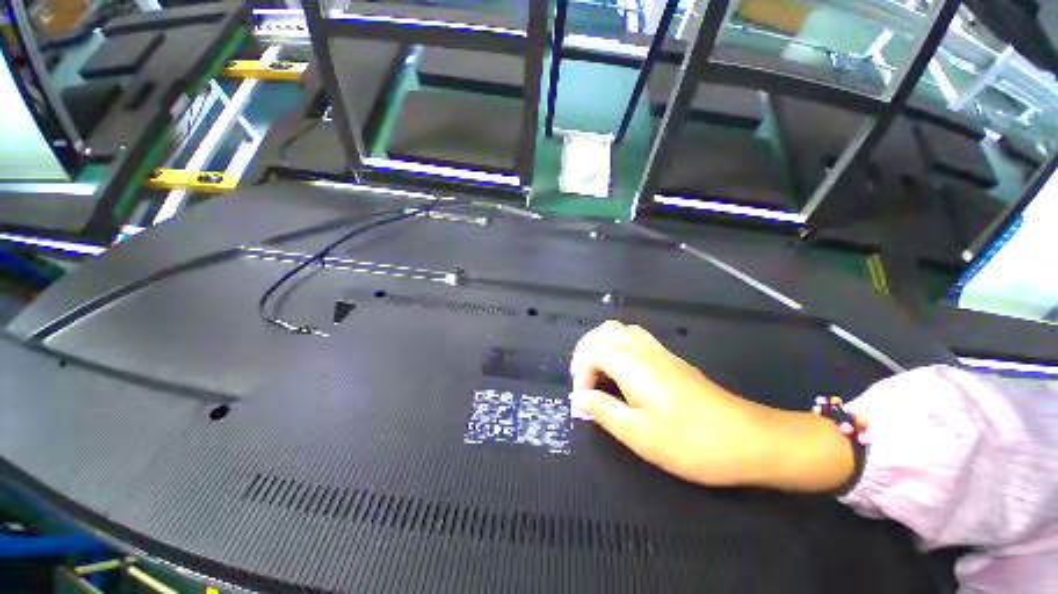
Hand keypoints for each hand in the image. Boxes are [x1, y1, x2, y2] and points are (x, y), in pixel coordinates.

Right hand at [569, 321, 853, 491]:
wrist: (750, 440)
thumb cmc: (691, 442)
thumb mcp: (639, 435)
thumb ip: (603, 411)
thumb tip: (578, 397)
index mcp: (632, 364)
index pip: (591, 350)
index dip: (580, 372)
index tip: (585, 400)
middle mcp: (644, 350)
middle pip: (604, 331)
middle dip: (586, 352)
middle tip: (586, 381)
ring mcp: (660, 352)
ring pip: (621, 330)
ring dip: (602, 346)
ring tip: (600, 374)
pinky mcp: (672, 359)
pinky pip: (636, 338)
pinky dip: (619, 347)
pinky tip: (624, 373)